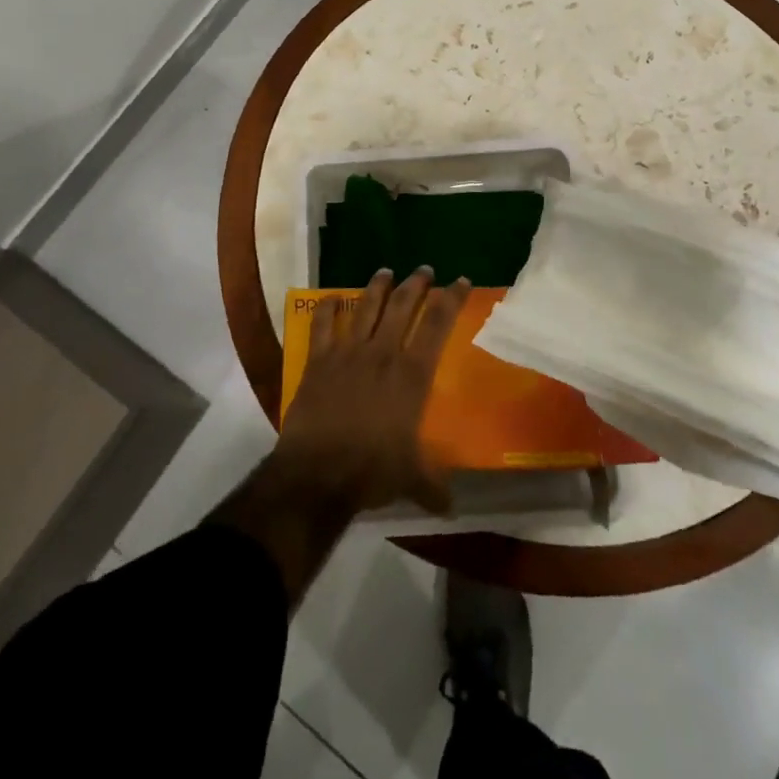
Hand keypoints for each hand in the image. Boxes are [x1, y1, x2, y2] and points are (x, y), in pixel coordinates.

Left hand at [275, 267, 469, 513]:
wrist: (318, 472)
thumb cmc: (371, 471)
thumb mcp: (410, 478)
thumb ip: (431, 486)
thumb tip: (450, 508)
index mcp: (411, 375)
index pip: (437, 325)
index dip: (450, 299)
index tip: (460, 281)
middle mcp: (382, 354)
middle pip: (402, 306)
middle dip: (416, 284)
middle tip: (424, 269)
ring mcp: (347, 352)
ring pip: (365, 307)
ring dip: (377, 287)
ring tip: (385, 272)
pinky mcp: (318, 360)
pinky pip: (322, 325)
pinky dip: (326, 308)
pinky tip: (330, 297)